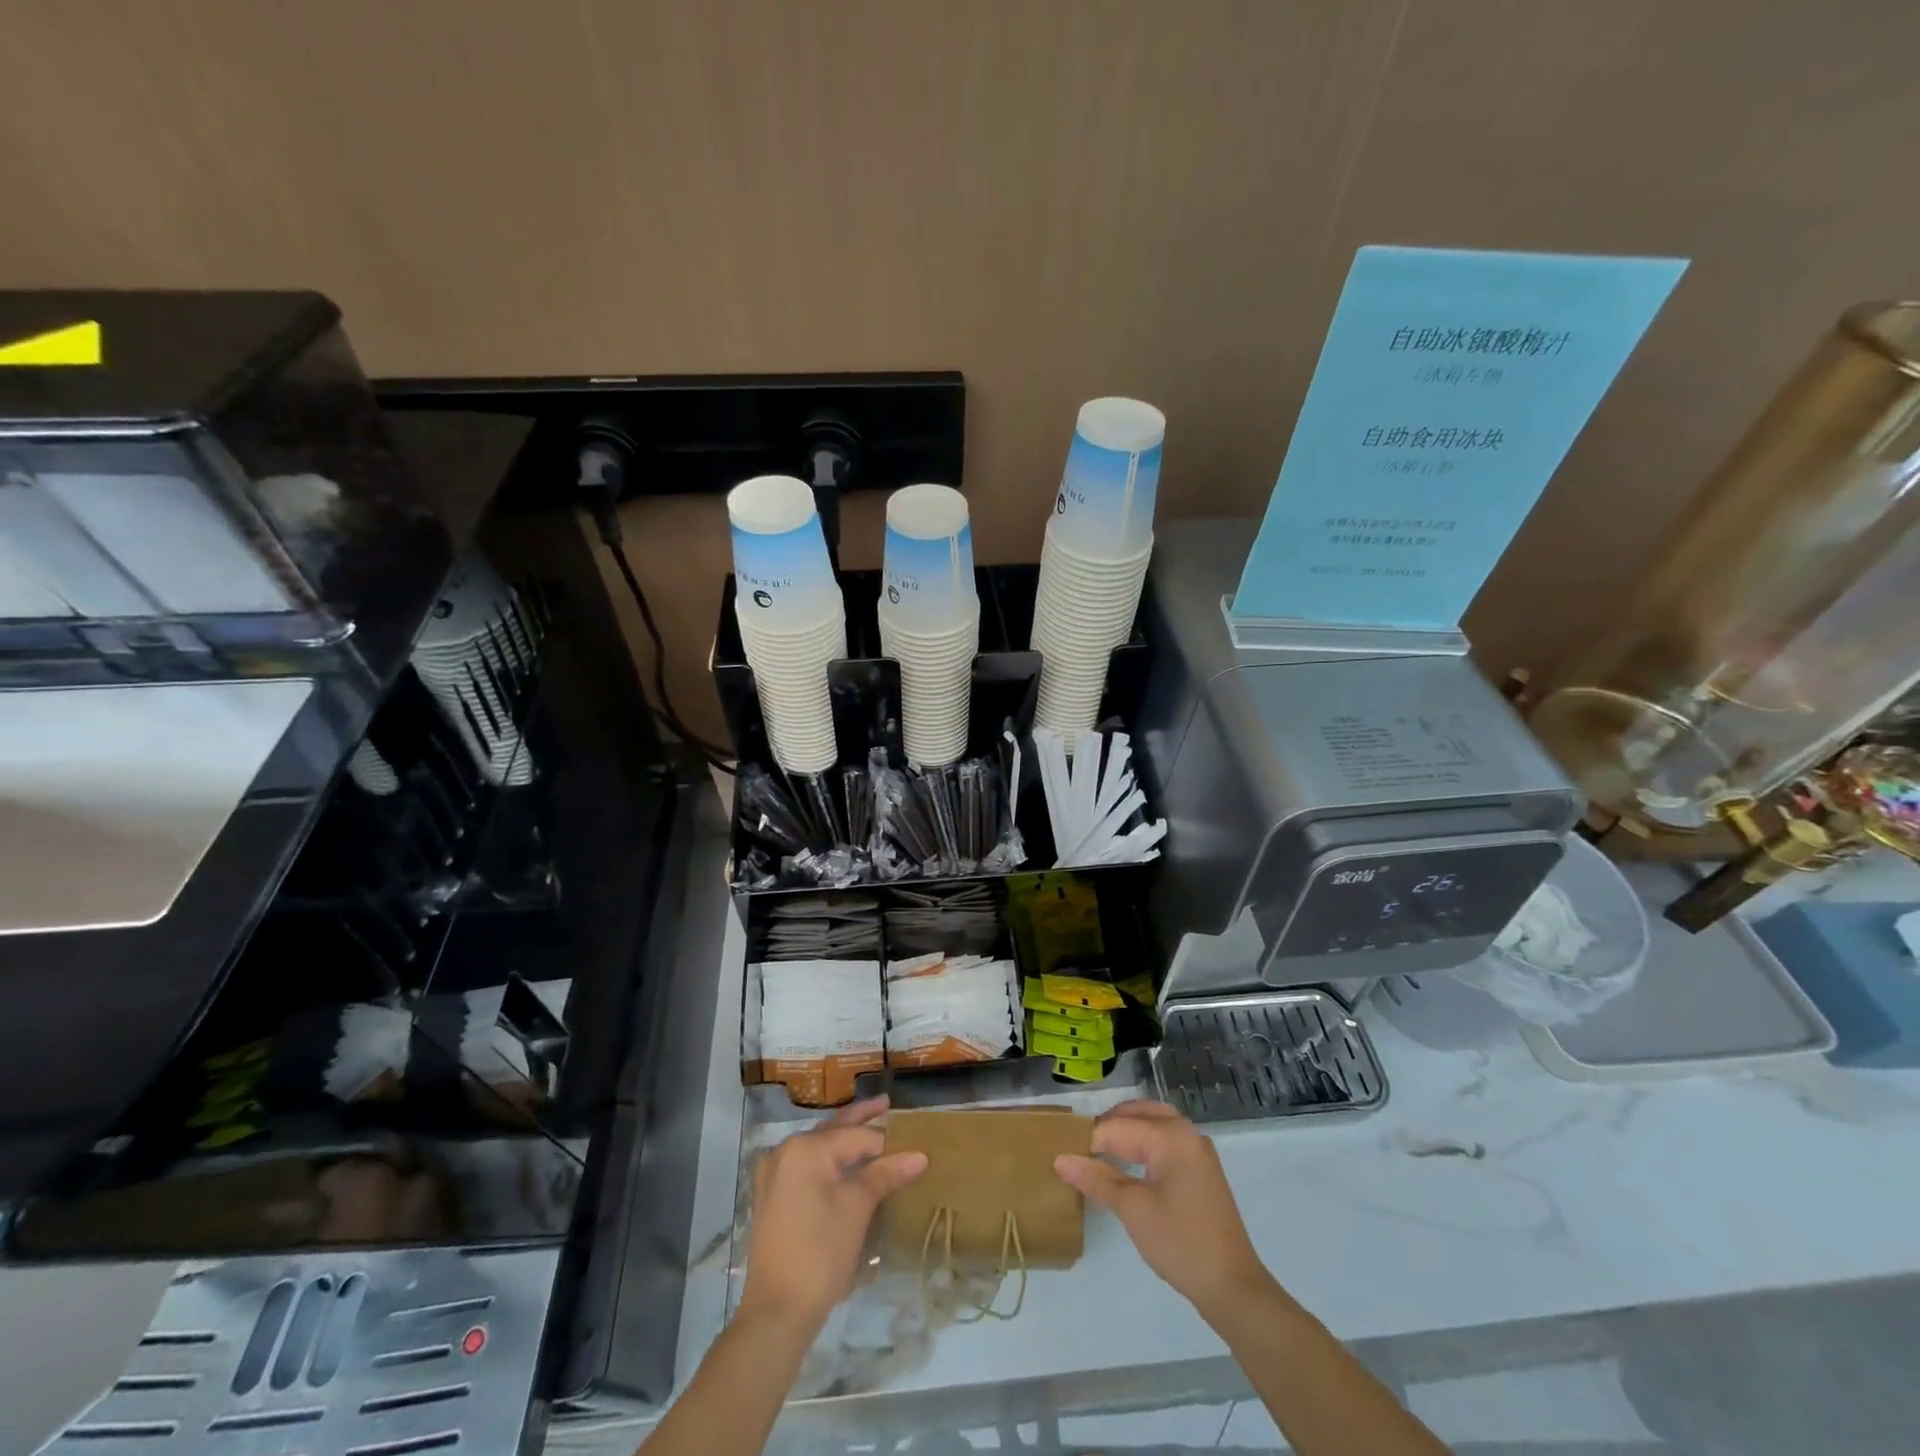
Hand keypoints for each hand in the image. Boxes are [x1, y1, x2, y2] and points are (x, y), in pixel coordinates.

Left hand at [737, 1097, 927, 1336]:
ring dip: (845, 1140)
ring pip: (820, 1147)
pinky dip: (829, 1161)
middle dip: (861, 1119)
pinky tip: (846, 1163)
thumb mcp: (857, 1209)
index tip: (914, 1139)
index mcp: (806, 1148)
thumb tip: (920, 1155)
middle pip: (833, 1130)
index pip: (857, 1136)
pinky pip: (807, 1166)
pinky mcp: (773, 1196)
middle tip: (887, 1103)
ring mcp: (775, 1174)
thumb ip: (886, 1174)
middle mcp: (786, 1151)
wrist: (776, 1313)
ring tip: (872, 1129)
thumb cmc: (820, 1254)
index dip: (888, 1141)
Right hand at [1054, 1101, 1272, 1320]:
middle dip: (1108, 1125)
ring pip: (1154, 1124)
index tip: (1061, 1152)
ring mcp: (1197, 1151)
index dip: (1088, 1140)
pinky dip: (1143, 1143)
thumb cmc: (1180, 1242)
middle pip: (1138, 1113)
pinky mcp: (1200, 1170)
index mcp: (1171, 1136)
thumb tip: (1060, 1159)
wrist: (1232, 1287)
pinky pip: (1165, 1141)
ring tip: (1097, 1150)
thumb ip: (1096, 1179)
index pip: (1118, 1127)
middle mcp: (1186, 1133)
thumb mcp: (1132, 1209)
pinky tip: (1126, 1163)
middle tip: (1078, 1145)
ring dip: (1126, 1131)